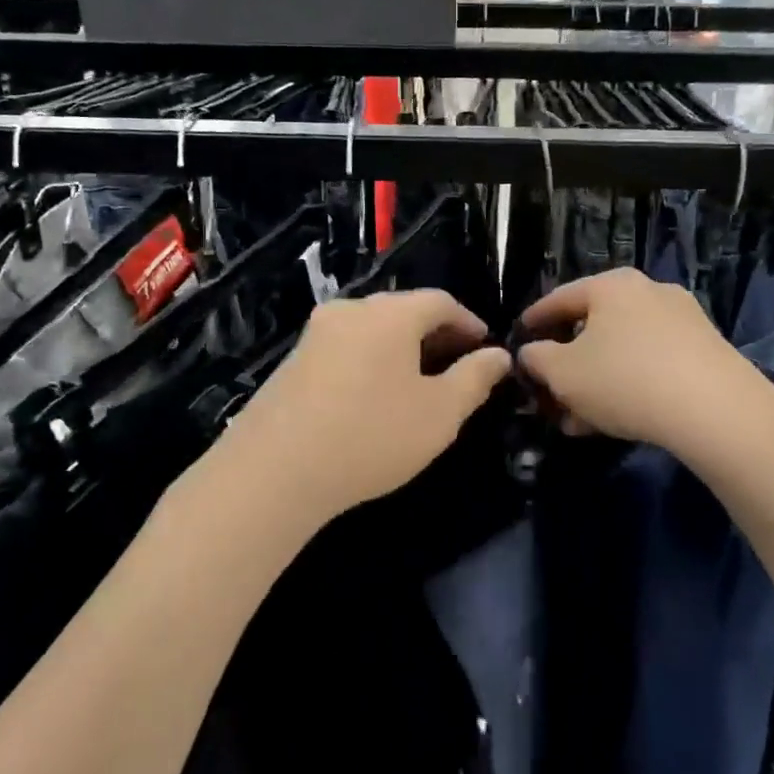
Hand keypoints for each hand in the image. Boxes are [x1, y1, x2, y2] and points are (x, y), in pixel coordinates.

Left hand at [210, 290, 511, 532]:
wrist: (274, 471)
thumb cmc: (371, 435)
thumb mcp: (440, 413)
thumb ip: (475, 379)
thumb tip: (499, 355)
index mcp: (390, 313)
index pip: (441, 302)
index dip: (469, 323)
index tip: (485, 347)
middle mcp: (351, 310)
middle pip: (404, 311)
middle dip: (435, 335)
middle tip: (457, 367)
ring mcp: (316, 333)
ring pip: (373, 329)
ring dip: (402, 349)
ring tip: (419, 384)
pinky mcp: (293, 360)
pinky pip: (346, 347)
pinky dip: (372, 361)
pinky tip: (374, 397)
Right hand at [515, 268, 761, 451]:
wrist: (715, 410)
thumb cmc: (624, 379)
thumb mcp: (563, 373)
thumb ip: (537, 359)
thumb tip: (531, 352)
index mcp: (610, 285)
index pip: (560, 298)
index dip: (534, 320)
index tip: (519, 337)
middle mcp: (648, 291)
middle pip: (594, 325)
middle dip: (568, 362)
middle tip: (550, 390)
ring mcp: (682, 319)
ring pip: (623, 349)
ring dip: (596, 381)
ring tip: (579, 419)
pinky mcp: (706, 350)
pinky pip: (652, 363)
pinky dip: (628, 385)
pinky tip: (616, 420)